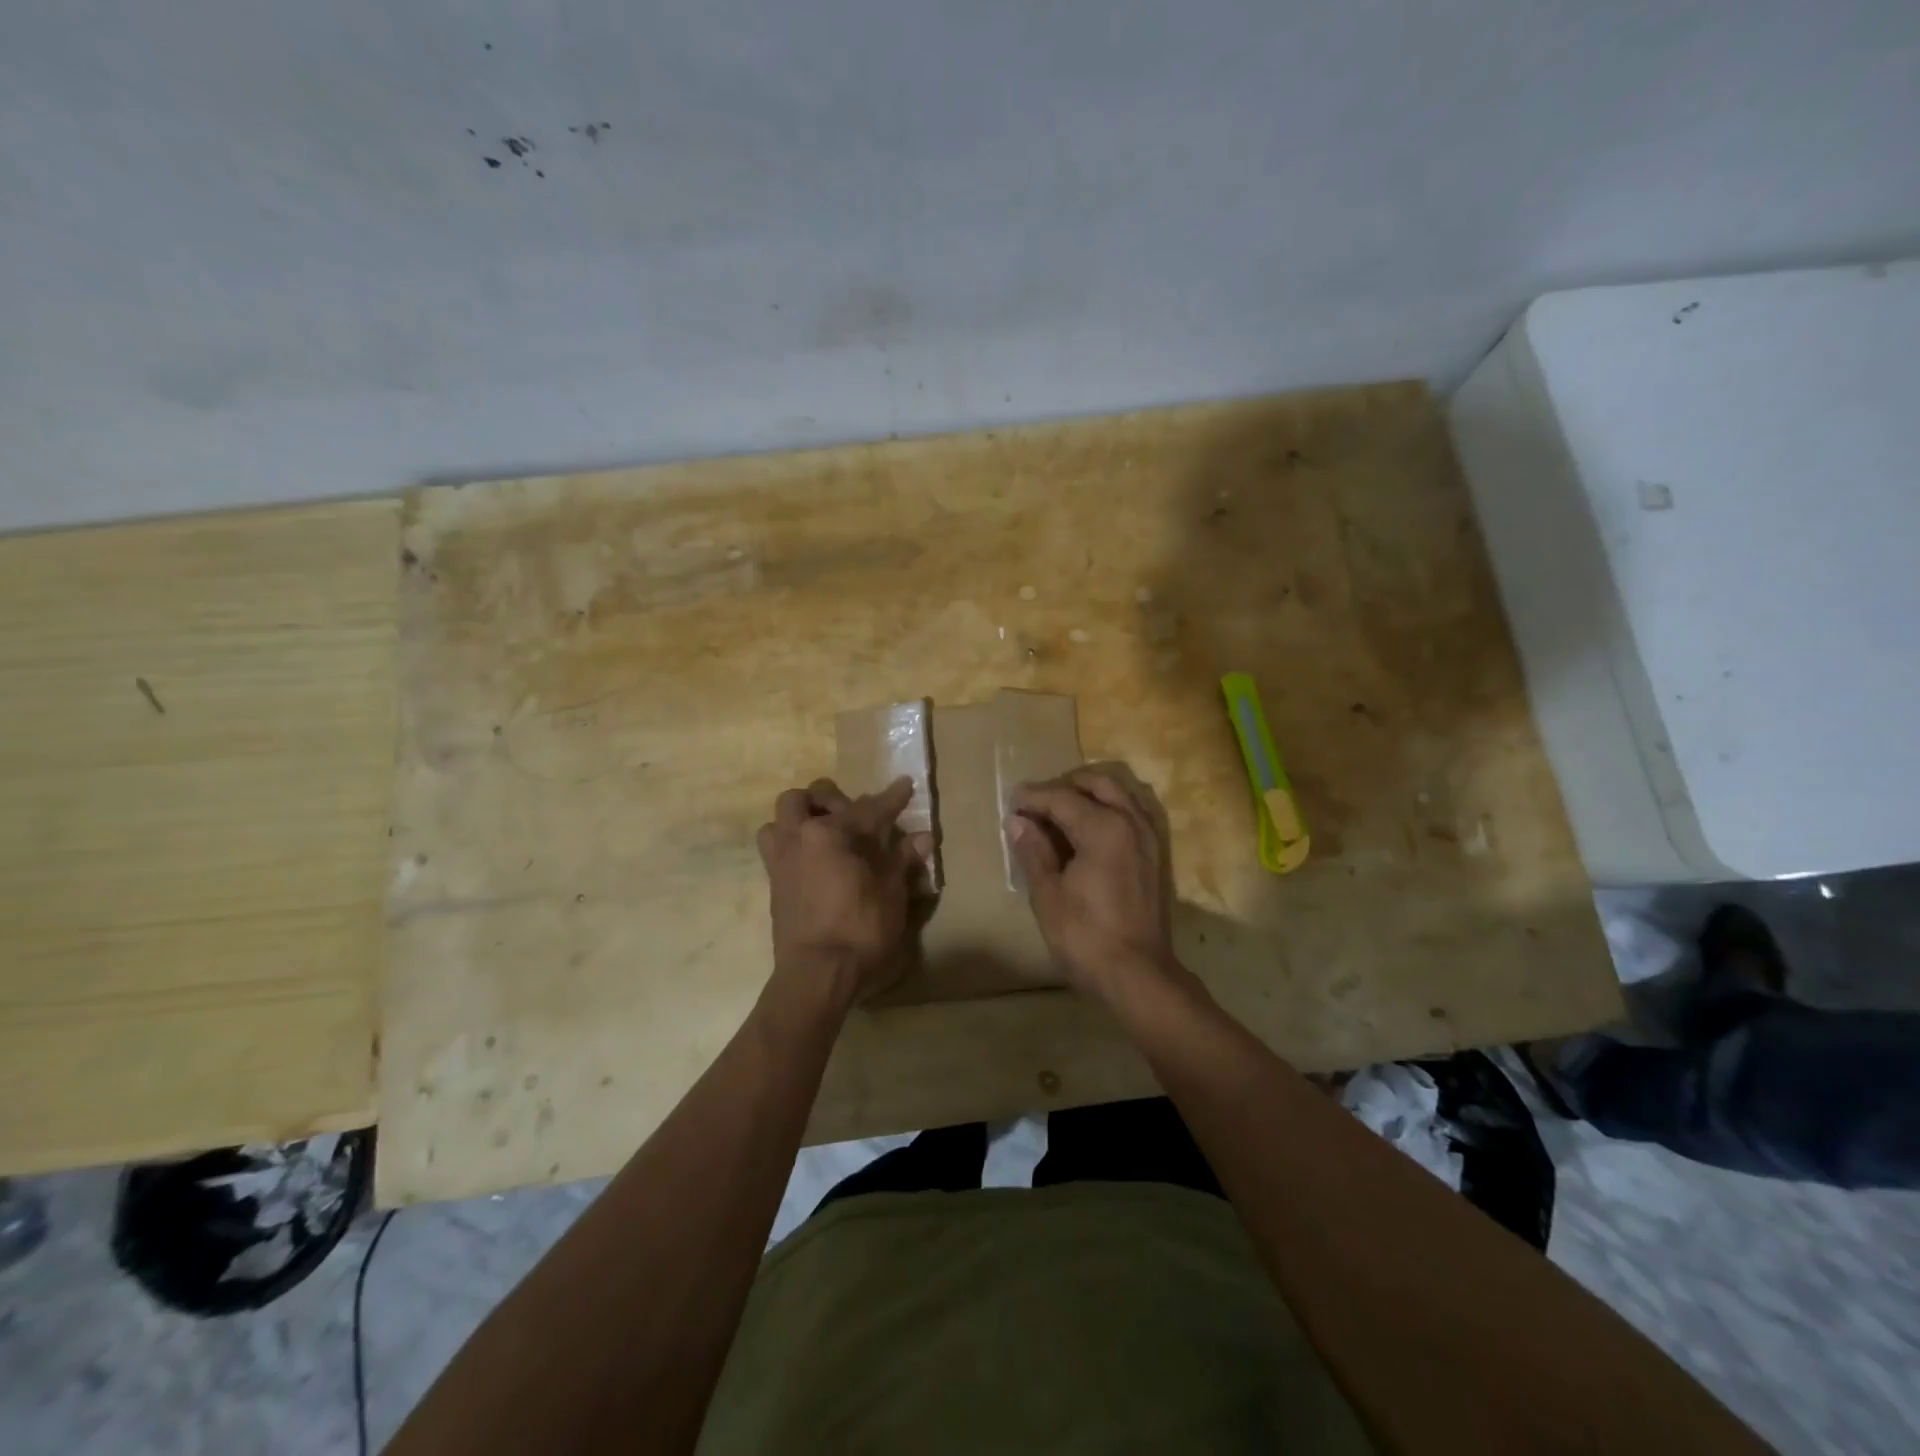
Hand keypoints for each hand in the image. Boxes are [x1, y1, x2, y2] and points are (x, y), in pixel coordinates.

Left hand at [757, 776, 929, 1006]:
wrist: (816, 973)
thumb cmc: (860, 929)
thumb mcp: (891, 894)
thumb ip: (903, 860)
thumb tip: (923, 837)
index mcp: (830, 833)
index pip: (868, 808)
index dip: (892, 798)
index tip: (906, 784)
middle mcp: (799, 836)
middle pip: (808, 797)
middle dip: (833, 799)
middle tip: (856, 815)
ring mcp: (781, 858)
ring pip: (781, 817)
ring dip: (801, 816)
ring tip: (825, 832)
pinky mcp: (773, 882)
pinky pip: (775, 845)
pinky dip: (792, 841)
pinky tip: (814, 859)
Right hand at [1007, 767, 1176, 997]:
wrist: (1137, 974)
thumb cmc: (1085, 936)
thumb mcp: (1048, 894)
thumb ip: (1033, 851)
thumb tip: (1018, 821)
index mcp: (1103, 828)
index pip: (1062, 797)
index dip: (1033, 798)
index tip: (1012, 803)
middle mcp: (1130, 822)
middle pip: (1096, 784)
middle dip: (1064, 787)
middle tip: (1036, 805)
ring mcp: (1148, 837)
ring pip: (1118, 795)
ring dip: (1089, 795)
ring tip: (1060, 814)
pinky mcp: (1155, 855)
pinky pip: (1131, 814)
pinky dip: (1108, 810)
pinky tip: (1088, 832)